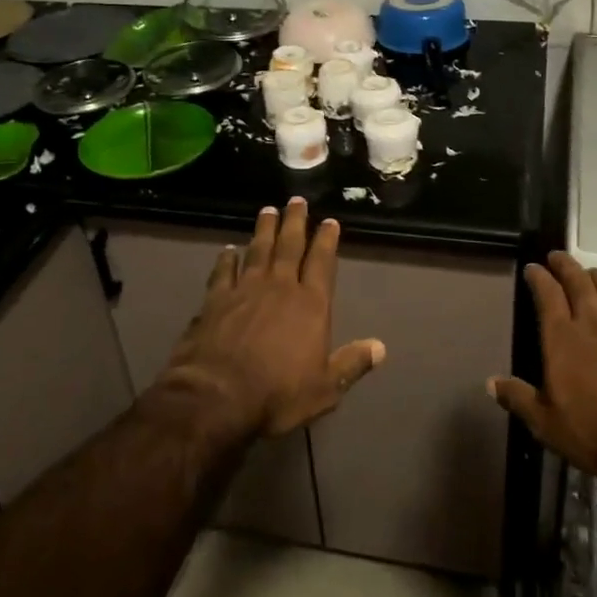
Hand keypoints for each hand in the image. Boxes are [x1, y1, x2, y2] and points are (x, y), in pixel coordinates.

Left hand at [160, 198, 385, 437]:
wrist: (217, 396)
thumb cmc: (278, 394)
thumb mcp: (325, 388)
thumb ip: (351, 363)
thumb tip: (381, 347)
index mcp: (311, 305)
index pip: (322, 263)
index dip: (326, 241)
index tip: (329, 221)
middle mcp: (280, 287)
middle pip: (289, 246)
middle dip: (295, 222)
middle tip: (296, 200)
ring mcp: (245, 289)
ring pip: (257, 250)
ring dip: (263, 230)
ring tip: (267, 210)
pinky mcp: (215, 300)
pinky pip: (223, 271)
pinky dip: (226, 259)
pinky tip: (228, 250)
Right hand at [489, 252, 596, 476]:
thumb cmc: (594, 433)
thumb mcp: (546, 423)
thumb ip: (518, 398)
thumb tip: (490, 382)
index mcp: (562, 339)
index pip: (547, 295)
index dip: (539, 277)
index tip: (533, 267)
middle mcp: (593, 325)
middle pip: (579, 283)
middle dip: (566, 266)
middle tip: (558, 256)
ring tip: (591, 273)